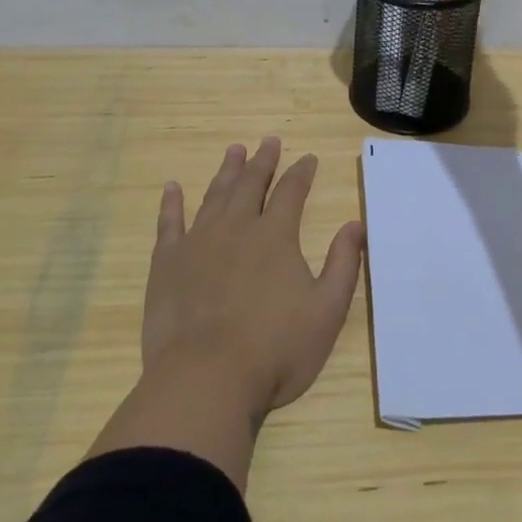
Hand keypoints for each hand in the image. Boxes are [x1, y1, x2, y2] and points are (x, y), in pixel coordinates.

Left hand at [144, 137, 365, 417]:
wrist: (206, 380)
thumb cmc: (275, 350)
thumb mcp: (327, 311)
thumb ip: (343, 264)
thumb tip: (354, 225)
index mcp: (275, 236)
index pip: (292, 192)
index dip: (301, 172)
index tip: (308, 158)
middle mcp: (236, 228)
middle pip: (251, 184)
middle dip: (263, 161)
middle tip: (268, 141)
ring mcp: (198, 243)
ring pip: (215, 196)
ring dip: (226, 171)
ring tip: (233, 151)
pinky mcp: (167, 264)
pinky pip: (169, 224)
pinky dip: (171, 204)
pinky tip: (171, 188)